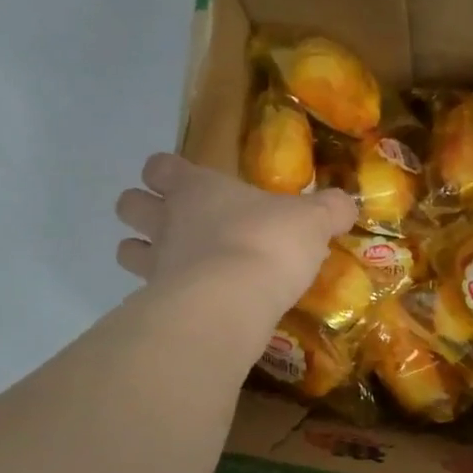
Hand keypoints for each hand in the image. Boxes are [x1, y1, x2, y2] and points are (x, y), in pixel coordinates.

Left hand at [115, 153, 356, 315]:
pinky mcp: (157, 303)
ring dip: (143, 255)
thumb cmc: (268, 243)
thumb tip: (346, 203)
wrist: (233, 300)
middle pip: (130, 205)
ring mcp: (156, 263)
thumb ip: (329, 210)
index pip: (161, 167)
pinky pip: (147, 296)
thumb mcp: (312, 221)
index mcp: (197, 188)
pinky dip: (162, 299)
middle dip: (142, 211)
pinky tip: (190, 306)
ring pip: (126, 251)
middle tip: (173, 225)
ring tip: (174, 268)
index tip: (185, 183)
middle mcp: (168, 220)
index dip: (167, 173)